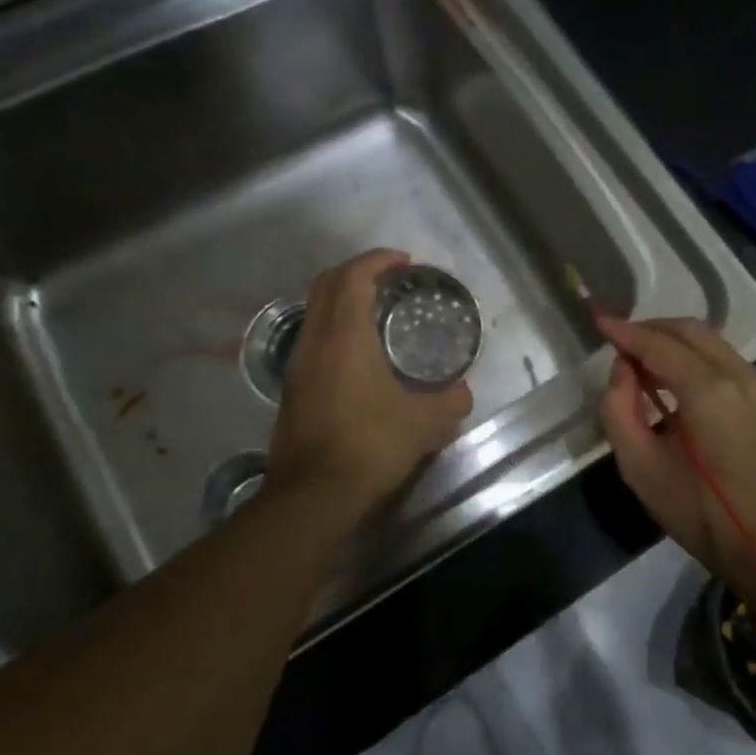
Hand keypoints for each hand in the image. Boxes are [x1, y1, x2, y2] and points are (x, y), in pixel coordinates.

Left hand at [267, 249, 473, 512]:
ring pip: (315, 313)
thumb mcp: (426, 423)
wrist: (314, 494)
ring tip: (378, 315)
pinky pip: (313, 340)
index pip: (352, 277)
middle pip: (325, 285)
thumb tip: (462, 392)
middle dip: (356, 272)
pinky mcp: (293, 390)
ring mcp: (298, 366)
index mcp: (345, 337)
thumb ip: (451, 400)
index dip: (377, 260)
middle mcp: (315, 342)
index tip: (403, 261)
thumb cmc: (371, 445)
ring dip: (343, 301)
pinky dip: (335, 330)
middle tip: (390, 280)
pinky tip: (360, 357)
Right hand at [595, 314, 755, 586]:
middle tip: (616, 341)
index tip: (597, 318)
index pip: (659, 345)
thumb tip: (623, 370)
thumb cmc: (698, 511)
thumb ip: (619, 409)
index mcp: (708, 390)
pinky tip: (669, 376)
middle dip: (649, 329)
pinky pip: (721, 358)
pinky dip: (691, 355)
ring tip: (638, 360)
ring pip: (708, 340)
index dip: (625, 331)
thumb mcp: (640, 467)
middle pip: (689, 331)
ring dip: (671, 341)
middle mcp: (738, 374)